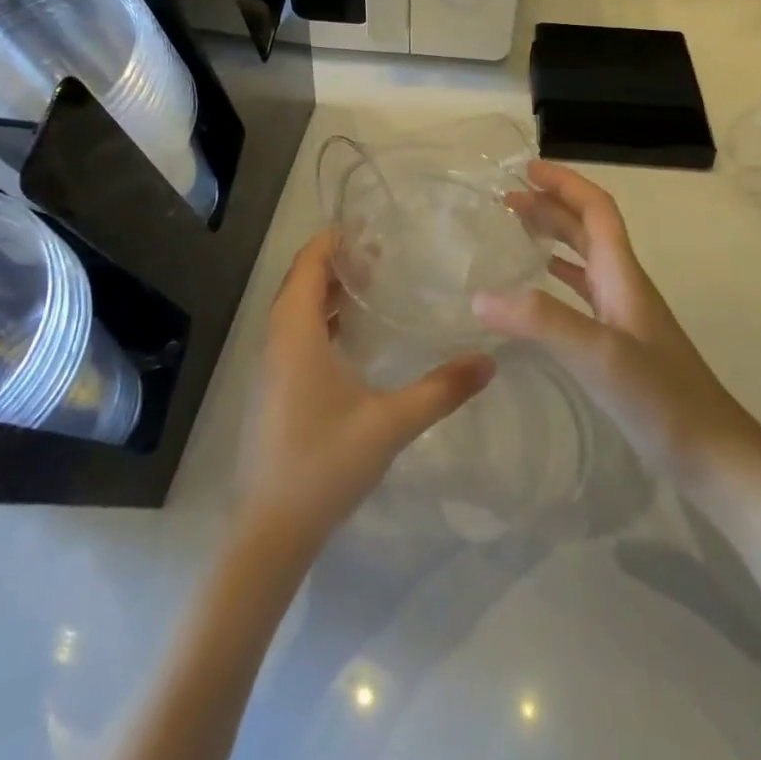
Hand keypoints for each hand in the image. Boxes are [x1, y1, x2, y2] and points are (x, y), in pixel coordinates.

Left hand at [238, 230, 495, 550]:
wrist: (270, 532)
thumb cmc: (325, 465)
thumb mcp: (391, 424)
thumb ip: (442, 389)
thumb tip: (490, 360)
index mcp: (296, 333)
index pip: (309, 264)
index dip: (335, 240)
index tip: (372, 227)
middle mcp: (277, 340)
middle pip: (302, 281)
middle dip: (338, 262)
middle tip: (384, 256)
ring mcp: (271, 366)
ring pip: (297, 309)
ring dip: (329, 291)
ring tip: (374, 286)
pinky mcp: (273, 388)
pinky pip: (295, 333)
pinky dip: (321, 319)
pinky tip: (353, 338)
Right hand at [475, 161, 758, 488]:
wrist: (713, 455)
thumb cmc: (661, 398)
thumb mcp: (599, 355)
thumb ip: (541, 321)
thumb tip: (480, 295)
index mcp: (622, 273)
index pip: (596, 208)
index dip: (564, 183)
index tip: (527, 169)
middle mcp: (623, 284)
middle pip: (587, 228)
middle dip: (550, 205)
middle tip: (506, 200)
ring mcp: (624, 315)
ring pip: (584, 258)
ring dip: (552, 236)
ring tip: (514, 231)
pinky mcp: (620, 343)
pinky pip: (583, 293)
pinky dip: (557, 277)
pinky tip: (538, 290)